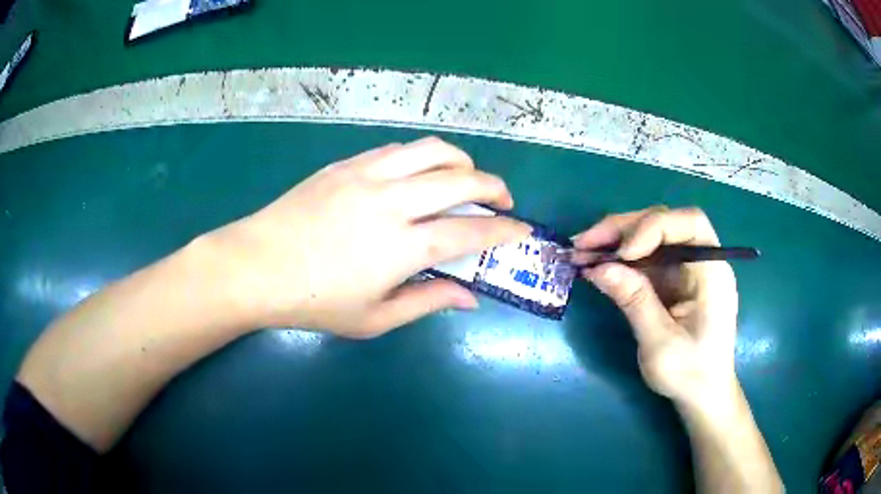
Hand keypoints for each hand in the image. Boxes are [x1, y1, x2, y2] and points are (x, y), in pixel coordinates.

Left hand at [207, 137, 530, 337]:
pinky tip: (420, 173)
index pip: (470, 232)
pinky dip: (422, 157)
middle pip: (461, 180)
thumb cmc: (314, 302)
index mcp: (401, 247)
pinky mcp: (346, 164)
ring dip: (462, 162)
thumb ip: (427, 302)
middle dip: (494, 187)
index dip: (504, 230)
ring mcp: (367, 175)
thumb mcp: (374, 319)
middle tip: (503, 200)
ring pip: (432, 151)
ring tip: (467, 178)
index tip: (522, 229)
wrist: (256, 265)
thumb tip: (470, 297)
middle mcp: (391, 202)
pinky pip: (397, 149)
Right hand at [573, 207, 738, 405]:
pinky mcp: (672, 279)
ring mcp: (685, 269)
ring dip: (615, 240)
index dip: (654, 227)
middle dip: (623, 229)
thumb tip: (598, 268)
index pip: (689, 224)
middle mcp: (701, 261)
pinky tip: (596, 264)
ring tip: (582, 251)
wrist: (702, 393)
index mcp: (712, 272)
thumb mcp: (660, 343)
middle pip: (664, 224)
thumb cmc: (690, 373)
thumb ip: (634, 301)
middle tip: (584, 243)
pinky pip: (644, 258)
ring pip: (650, 236)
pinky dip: (619, 259)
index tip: (623, 254)